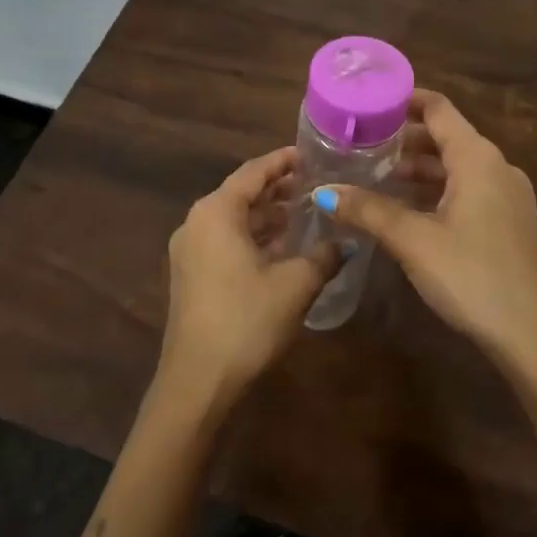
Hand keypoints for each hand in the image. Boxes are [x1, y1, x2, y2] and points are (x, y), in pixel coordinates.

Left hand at [161, 147, 339, 405]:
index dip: (284, 161)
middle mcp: (197, 223)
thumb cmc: (247, 320)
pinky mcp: (191, 275)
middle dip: (278, 189)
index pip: (253, 172)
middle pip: (241, 193)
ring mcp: (189, 251)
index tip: (312, 155)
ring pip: (234, 220)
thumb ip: (324, 255)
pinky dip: (254, 237)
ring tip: (305, 213)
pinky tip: (283, 248)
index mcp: (216, 212)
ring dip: (267, 215)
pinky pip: (225, 241)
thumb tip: (347, 241)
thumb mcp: (296, 284)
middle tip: (316, 184)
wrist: (198, 381)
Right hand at [315, 90, 536, 369]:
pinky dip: (436, 191)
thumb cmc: (474, 274)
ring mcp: (507, 198)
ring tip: (375, 177)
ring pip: (455, 168)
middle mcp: (496, 168)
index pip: (438, 109)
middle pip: (446, 137)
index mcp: (477, 158)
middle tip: (360, 144)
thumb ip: (368, 210)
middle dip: (403, 138)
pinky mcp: (509, 225)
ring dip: (418, 169)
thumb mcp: (414, 240)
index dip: (403, 100)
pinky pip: (467, 192)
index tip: (367, 103)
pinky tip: (408, 212)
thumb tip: (323, 191)